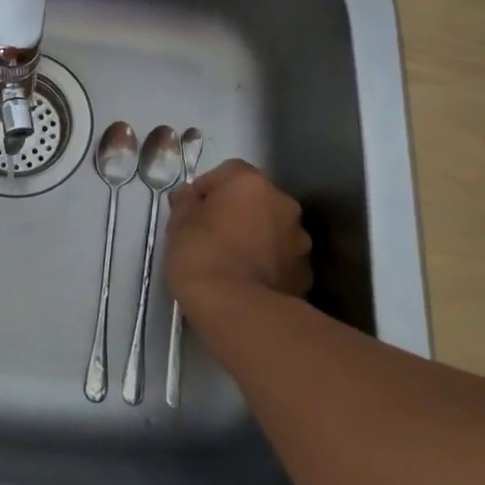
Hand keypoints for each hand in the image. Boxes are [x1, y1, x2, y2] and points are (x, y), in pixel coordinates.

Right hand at [163, 159, 311, 325]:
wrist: (239, 312)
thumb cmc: (202, 257)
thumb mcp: (178, 224)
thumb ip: (186, 203)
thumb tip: (190, 196)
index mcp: (252, 184)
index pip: (228, 172)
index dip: (208, 189)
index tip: (192, 211)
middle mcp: (283, 204)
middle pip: (255, 199)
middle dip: (236, 212)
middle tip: (211, 235)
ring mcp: (299, 240)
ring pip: (271, 229)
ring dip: (255, 237)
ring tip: (231, 263)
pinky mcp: (306, 274)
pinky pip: (281, 259)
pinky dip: (267, 264)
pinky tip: (248, 283)